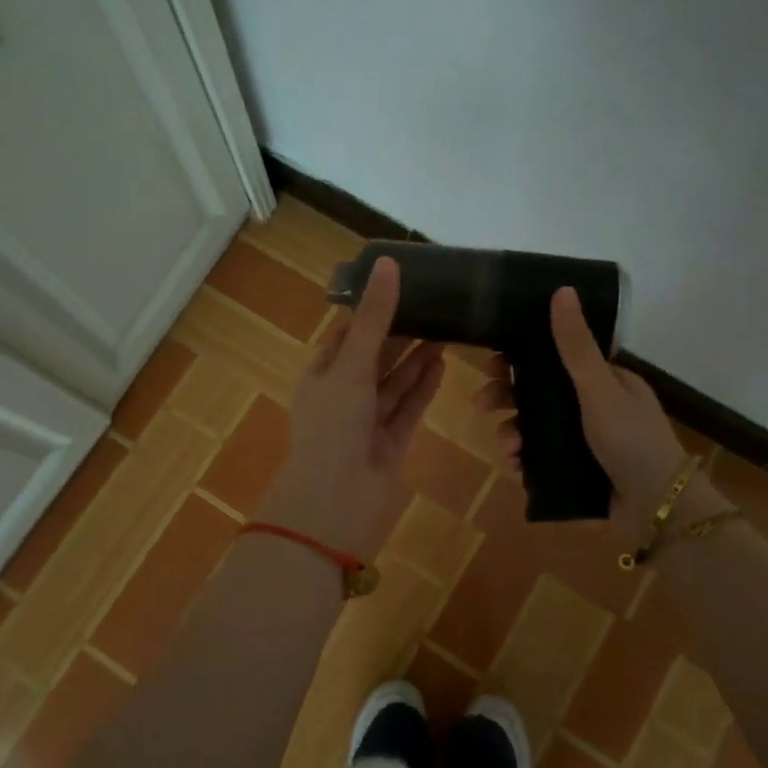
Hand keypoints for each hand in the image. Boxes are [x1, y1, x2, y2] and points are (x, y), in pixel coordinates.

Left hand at [257, 256, 444, 560]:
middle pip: (374, 357)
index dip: (370, 310)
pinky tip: (442, 364)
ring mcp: (367, 422)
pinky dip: (423, 387)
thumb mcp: (351, 365)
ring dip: (416, 358)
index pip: (346, 334)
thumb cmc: (334, 426)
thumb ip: (374, 319)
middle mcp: (343, 397)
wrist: (335, 503)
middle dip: (399, 333)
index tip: (399, 285)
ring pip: (394, 383)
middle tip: (434, 304)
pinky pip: (409, 409)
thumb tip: (389, 264)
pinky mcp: (390, 444)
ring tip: (446, 329)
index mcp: (321, 376)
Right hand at [477, 287, 717, 543]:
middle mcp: (592, 405)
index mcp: (604, 380)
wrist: (656, 508)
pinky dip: (524, 461)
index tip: (493, 363)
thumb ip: (576, 345)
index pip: (554, 357)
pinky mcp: (575, 470)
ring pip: (534, 427)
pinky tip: (516, 468)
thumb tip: (562, 290)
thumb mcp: (600, 388)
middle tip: (482, 405)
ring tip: (508, 448)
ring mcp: (583, 439)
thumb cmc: (631, 440)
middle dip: (506, 397)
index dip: (520, 357)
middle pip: (537, 392)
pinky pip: (539, 459)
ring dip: (512, 432)